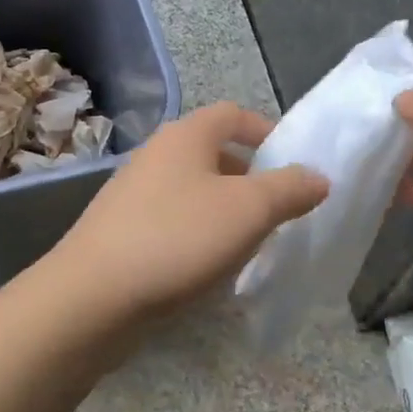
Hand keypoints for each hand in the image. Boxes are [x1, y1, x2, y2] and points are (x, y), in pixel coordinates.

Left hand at [50, 102, 328, 318]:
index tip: (293, 164)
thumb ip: (290, 189)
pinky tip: (208, 266)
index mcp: (186, 136)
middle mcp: (156, 155)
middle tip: (278, 210)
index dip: (267, 131)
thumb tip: (318, 177)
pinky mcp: (121, 231)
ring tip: (249, 242)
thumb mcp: (249, 211)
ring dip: (225, 210)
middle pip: (213, 153)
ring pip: (193, 191)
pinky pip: (172, 222)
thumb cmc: (178, 239)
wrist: (93, 297)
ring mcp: (133, 194)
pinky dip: (197, 234)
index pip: (233, 114)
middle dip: (250, 178)